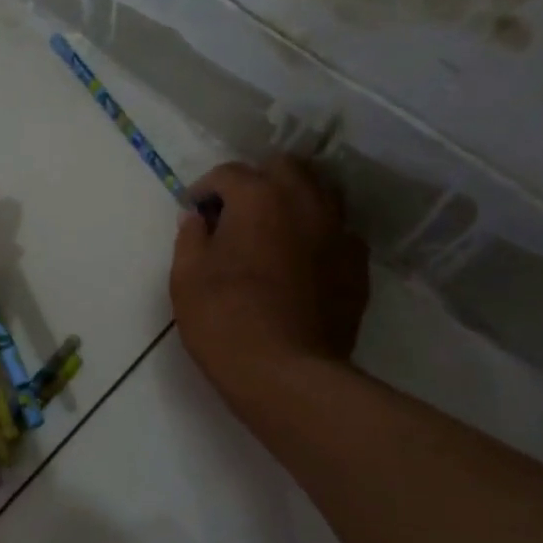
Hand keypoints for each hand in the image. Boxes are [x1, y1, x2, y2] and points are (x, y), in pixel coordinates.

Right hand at [169, 158, 369, 405]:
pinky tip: (301, 261)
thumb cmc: (224, 321)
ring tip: (272, 230)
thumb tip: (198, 219)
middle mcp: (305, 202)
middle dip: (257, 181)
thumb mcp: (186, 278)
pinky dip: (317, 235)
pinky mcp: (357, 265)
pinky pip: (337, 232)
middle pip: (284, 168)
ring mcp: (338, 232)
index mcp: (259, 198)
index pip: (229, 173)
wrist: (285, 374)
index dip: (206, 189)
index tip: (194, 211)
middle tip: (236, 212)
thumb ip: (190, 238)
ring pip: (320, 192)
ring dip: (293, 200)